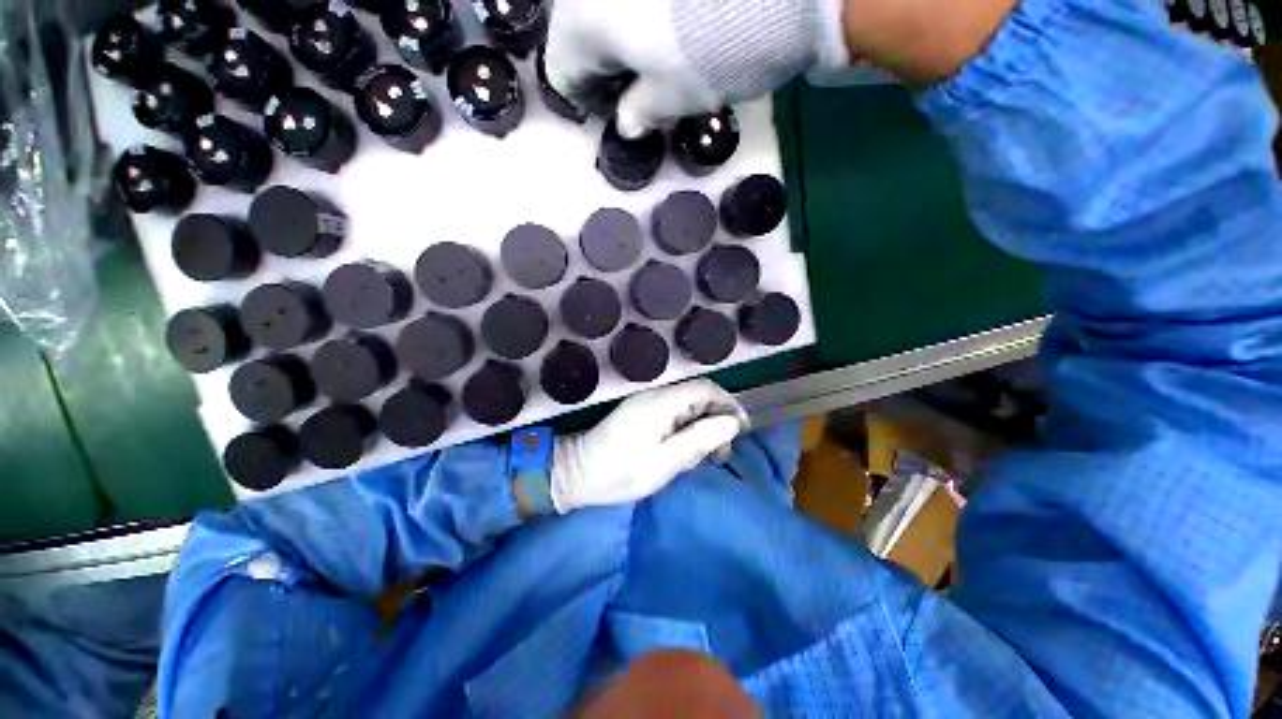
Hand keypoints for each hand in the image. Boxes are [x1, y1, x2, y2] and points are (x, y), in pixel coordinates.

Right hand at [543, 0, 849, 137]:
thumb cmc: (702, 55)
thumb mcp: (667, 101)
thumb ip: (638, 115)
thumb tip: (628, 124)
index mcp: (580, 23)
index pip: (563, 74)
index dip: (591, 103)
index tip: (623, 114)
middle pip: (583, 38)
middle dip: (609, 69)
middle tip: (645, 90)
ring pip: (610, 14)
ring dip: (628, 42)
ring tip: (665, 60)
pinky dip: (646, 18)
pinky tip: (676, 30)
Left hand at [550, 380, 749, 512]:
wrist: (577, 473)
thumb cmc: (618, 473)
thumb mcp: (663, 463)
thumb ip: (698, 441)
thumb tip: (731, 423)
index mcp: (661, 403)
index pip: (705, 389)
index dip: (728, 405)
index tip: (740, 431)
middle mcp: (656, 395)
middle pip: (698, 396)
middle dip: (716, 420)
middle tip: (719, 454)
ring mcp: (647, 402)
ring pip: (688, 406)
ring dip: (702, 428)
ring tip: (701, 458)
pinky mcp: (642, 412)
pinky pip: (675, 414)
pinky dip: (687, 430)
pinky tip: (682, 452)